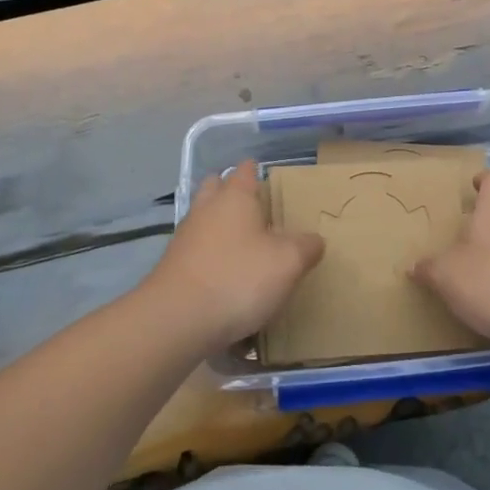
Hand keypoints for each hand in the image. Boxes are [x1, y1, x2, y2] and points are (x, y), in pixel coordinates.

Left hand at [144, 160, 324, 351]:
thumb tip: (314, 240)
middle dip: (231, 192)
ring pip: (204, 219)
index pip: (245, 171)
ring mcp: (186, 237)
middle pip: (216, 188)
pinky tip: (225, 274)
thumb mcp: (288, 262)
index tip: (267, 175)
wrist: (177, 319)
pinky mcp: (175, 266)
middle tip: (255, 208)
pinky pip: (196, 249)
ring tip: (244, 243)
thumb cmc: (238, 278)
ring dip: (219, 224)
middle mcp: (206, 209)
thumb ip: (306, 246)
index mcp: (235, 197)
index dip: (255, 170)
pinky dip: (210, 254)